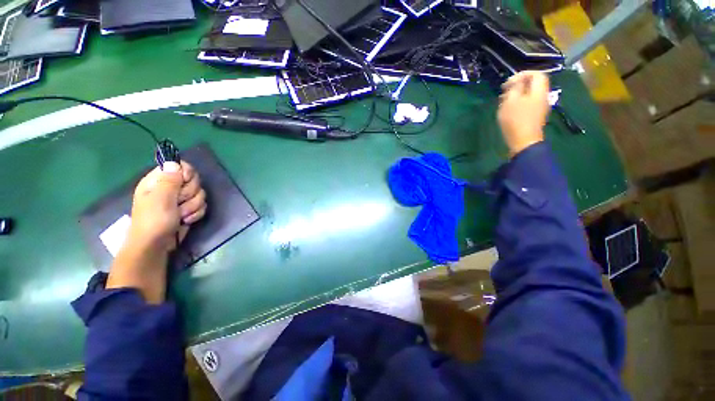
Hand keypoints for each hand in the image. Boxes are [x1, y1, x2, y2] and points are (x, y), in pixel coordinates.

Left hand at [125, 161, 206, 254]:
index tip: (184, 182)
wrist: (156, 245)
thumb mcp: (160, 199)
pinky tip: (186, 220)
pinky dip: (196, 213)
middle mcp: (170, 188)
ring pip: (200, 194)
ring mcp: (179, 200)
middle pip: (193, 180)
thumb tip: (175, 161)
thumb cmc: (154, 221)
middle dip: (190, 193)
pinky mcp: (188, 210)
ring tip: (181, 215)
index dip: (186, 173)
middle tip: (178, 202)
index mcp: (158, 181)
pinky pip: (201, 205)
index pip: (179, 166)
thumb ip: (170, 180)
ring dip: (193, 206)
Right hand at [498, 71, 550, 156]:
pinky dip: (518, 103)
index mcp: (539, 91)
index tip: (508, 83)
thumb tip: (517, 81)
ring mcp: (539, 108)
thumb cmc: (516, 120)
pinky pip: (527, 104)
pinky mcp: (534, 117)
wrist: (523, 142)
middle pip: (533, 85)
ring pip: (529, 95)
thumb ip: (515, 87)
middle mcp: (542, 97)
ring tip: (503, 102)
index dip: (522, 74)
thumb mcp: (511, 101)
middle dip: (518, 85)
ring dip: (516, 95)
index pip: (536, 74)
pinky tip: (508, 110)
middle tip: (504, 92)